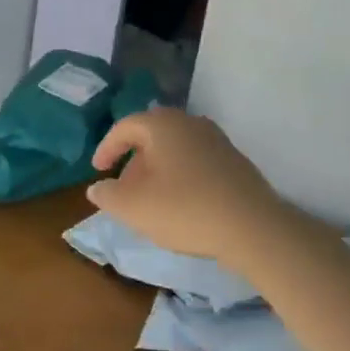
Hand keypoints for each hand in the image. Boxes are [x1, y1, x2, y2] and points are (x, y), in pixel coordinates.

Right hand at [86, 109, 285, 259]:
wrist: (252, 227)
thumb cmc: (185, 210)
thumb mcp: (134, 207)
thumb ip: (108, 196)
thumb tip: (97, 188)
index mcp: (163, 125)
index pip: (125, 127)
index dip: (107, 148)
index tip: (98, 171)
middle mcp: (191, 123)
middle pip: (152, 135)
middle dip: (133, 161)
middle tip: (124, 189)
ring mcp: (217, 140)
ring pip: (175, 149)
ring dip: (157, 169)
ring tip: (150, 200)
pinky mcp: (234, 161)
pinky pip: (195, 161)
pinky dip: (179, 175)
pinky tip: (180, 204)